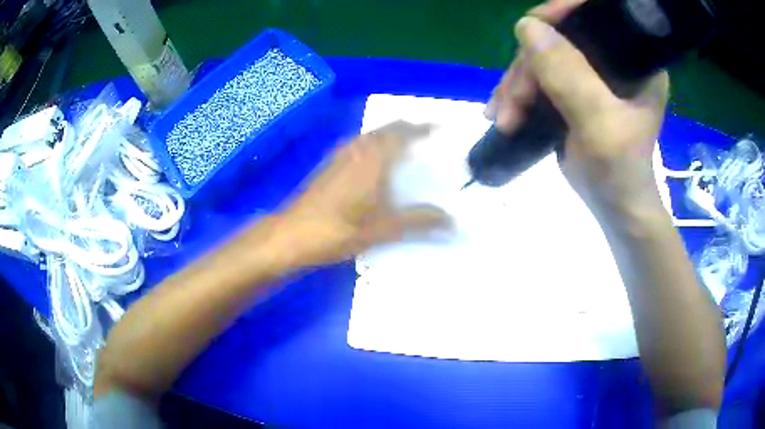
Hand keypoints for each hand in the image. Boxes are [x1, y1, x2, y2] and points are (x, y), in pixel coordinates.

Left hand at [277, 121, 448, 265]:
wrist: (292, 234)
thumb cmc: (338, 230)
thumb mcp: (382, 229)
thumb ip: (418, 222)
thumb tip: (451, 222)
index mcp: (373, 160)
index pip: (402, 134)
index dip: (422, 128)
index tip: (439, 127)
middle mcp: (357, 151)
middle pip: (385, 129)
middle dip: (407, 128)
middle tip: (425, 135)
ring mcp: (340, 156)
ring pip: (370, 135)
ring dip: (389, 134)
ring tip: (404, 144)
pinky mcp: (329, 165)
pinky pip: (358, 144)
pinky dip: (373, 142)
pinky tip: (373, 160)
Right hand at [488, 0, 668, 216]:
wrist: (613, 205)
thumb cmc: (619, 171)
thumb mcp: (600, 124)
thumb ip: (570, 76)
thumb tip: (526, 26)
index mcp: (635, 59)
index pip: (593, 14)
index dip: (560, 13)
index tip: (529, 32)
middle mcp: (613, 58)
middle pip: (559, 36)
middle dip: (528, 65)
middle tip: (512, 103)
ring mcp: (591, 72)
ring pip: (541, 56)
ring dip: (516, 84)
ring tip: (502, 117)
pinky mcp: (573, 87)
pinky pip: (537, 74)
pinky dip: (516, 92)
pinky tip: (501, 112)